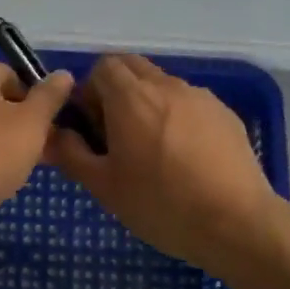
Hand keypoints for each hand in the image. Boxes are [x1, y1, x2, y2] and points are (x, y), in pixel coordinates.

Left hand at [0, 61, 74, 240]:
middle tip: (47, 149)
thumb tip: (64, 74)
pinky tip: (1, 180)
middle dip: (25, 124)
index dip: (36, 97)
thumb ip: (50, 96)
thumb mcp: (31, 122)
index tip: (51, 124)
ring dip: (9, 144)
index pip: (12, 74)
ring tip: (27, 167)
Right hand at [46, 55, 281, 277]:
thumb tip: (53, 134)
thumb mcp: (103, 186)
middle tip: (116, 135)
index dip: (90, 92)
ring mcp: (201, 98)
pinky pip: (190, 104)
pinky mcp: (226, 115)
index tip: (92, 127)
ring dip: (148, 104)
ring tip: (152, 151)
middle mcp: (166, 86)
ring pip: (163, 85)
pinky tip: (184, 159)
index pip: (102, 66)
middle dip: (117, 91)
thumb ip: (71, 153)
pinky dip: (178, 118)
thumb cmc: (160, 204)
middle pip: (133, 67)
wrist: (236, 222)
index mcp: (131, 97)